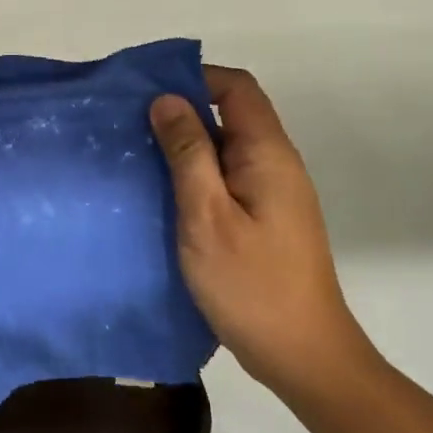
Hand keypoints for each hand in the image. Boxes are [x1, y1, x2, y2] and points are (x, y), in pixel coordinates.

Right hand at [150, 67, 377, 402]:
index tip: (147, 92)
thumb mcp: (206, 215)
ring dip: (185, 144)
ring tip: (138, 155)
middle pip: (231, 114)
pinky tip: (163, 193)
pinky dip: (194, 174)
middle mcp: (275, 164)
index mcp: (267, 154)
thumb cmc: (251, 284)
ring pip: (225, 147)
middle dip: (182, 111)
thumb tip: (167, 99)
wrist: (302, 355)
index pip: (236, 87)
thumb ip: (187, 153)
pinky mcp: (264, 218)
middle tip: (130, 124)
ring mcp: (272, 193)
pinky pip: (226, 177)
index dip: (194, 78)